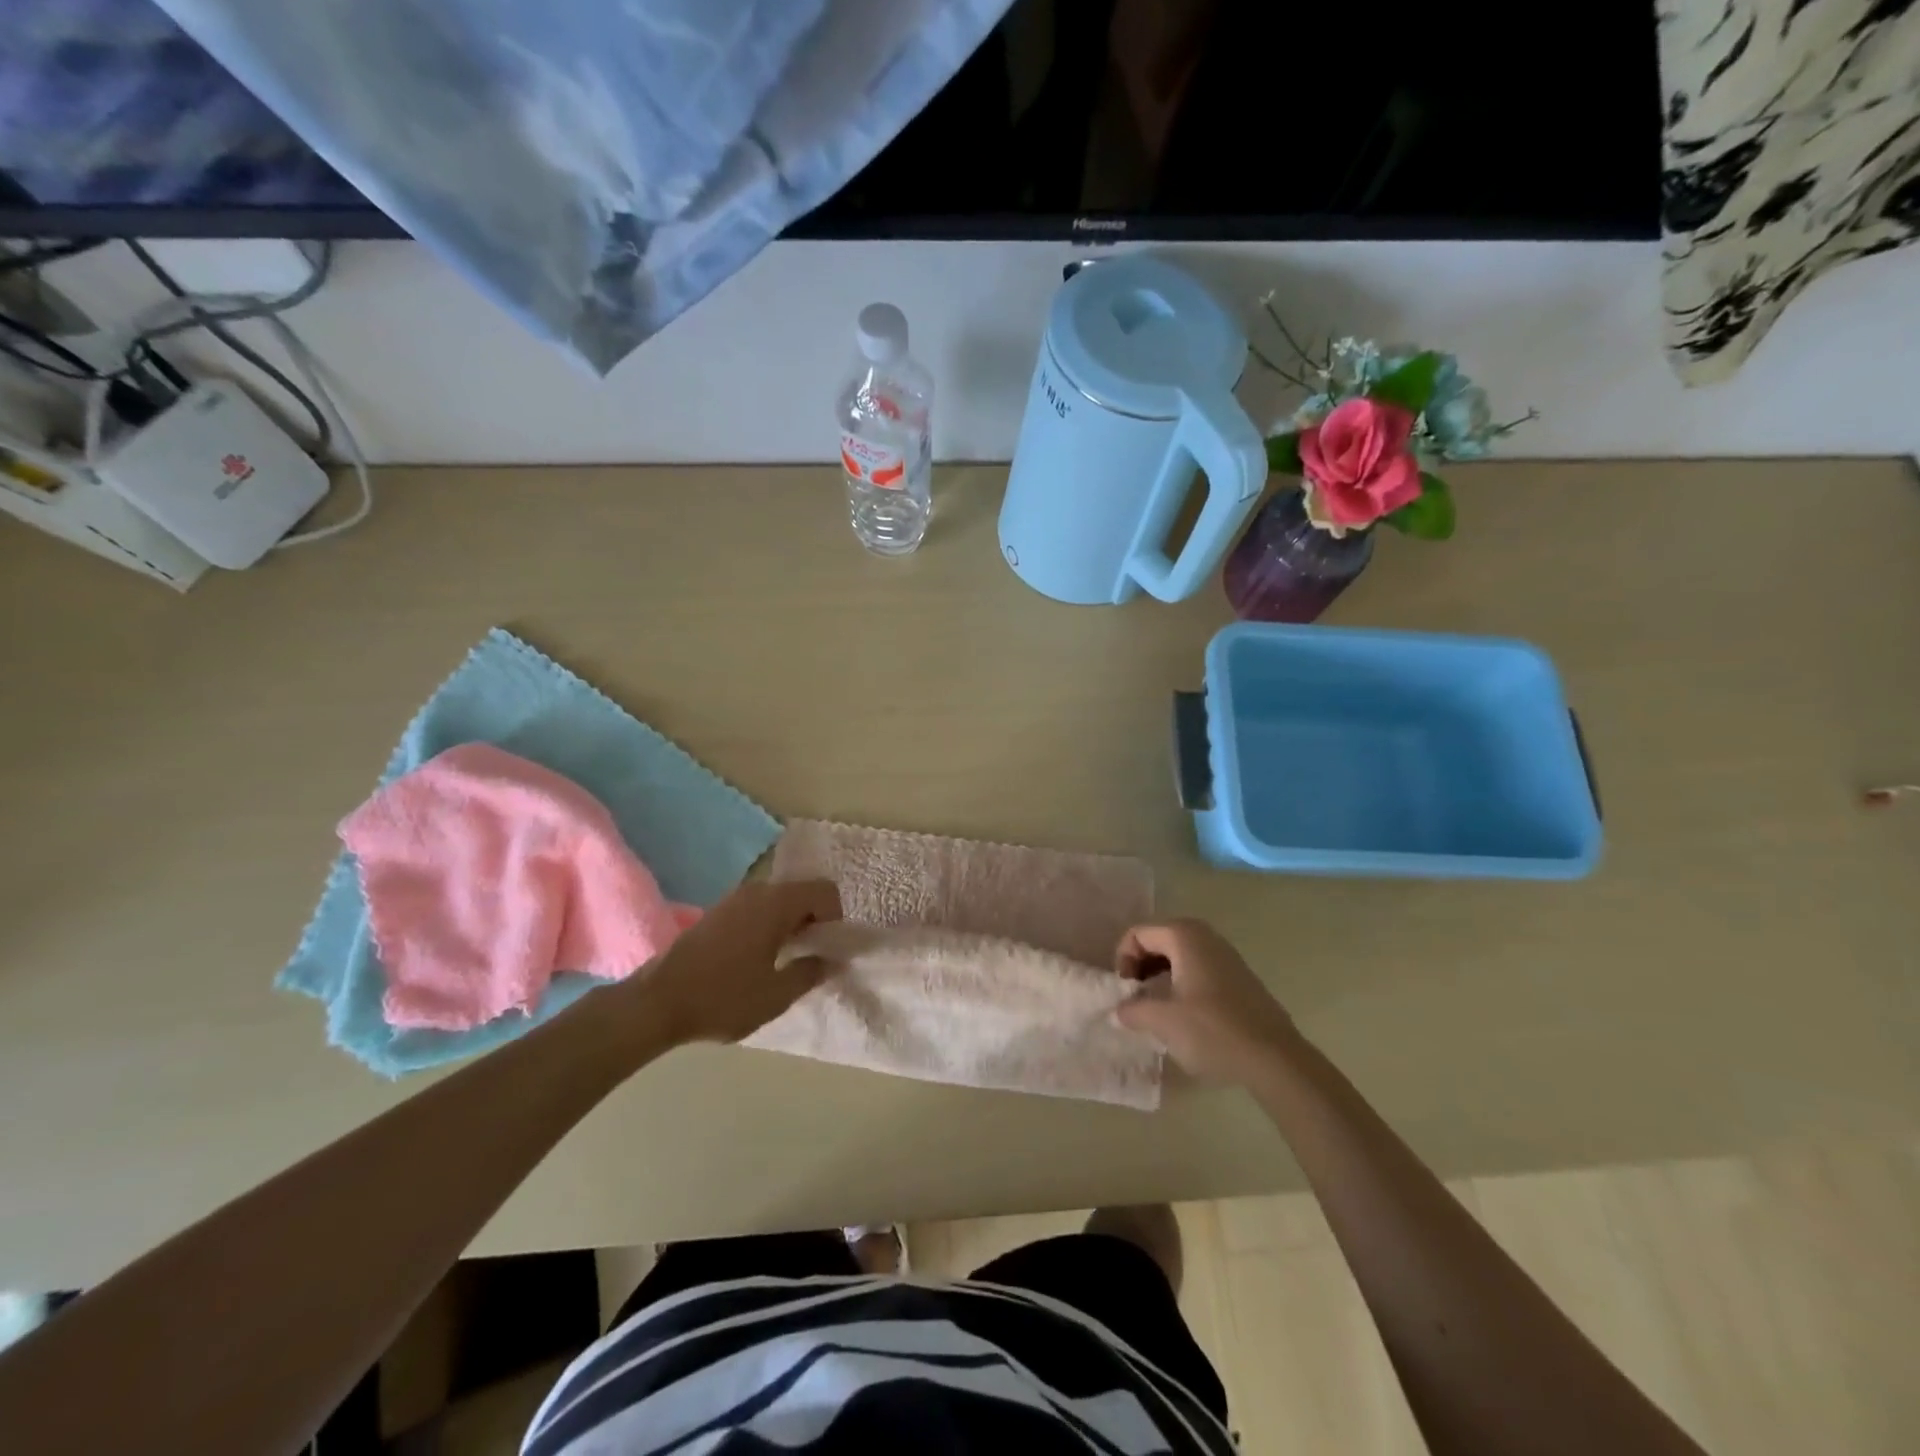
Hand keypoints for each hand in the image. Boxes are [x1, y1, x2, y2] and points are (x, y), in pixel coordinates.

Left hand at [639, 879, 842, 1045]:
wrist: (656, 1003)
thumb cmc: (723, 998)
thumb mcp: (776, 996)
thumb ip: (810, 973)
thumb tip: (831, 960)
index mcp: (776, 903)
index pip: (825, 891)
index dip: (835, 918)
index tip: (826, 949)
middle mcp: (757, 891)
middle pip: (801, 892)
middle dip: (813, 920)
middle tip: (808, 957)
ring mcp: (733, 899)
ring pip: (778, 901)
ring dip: (789, 923)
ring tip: (783, 961)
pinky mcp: (717, 912)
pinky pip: (757, 908)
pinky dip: (768, 925)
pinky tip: (756, 959)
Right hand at [1114, 919, 1298, 1084]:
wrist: (1275, 1059)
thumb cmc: (1213, 1031)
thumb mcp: (1163, 1021)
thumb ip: (1133, 1010)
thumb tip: (1119, 1009)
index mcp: (1184, 936)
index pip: (1137, 934)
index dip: (1123, 960)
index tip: (1125, 992)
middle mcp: (1205, 936)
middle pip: (1158, 941)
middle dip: (1140, 967)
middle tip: (1135, 998)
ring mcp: (1226, 956)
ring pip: (1179, 956)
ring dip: (1160, 977)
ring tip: (1156, 1009)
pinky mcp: (1239, 978)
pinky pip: (1198, 969)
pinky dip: (1181, 984)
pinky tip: (1184, 1016)